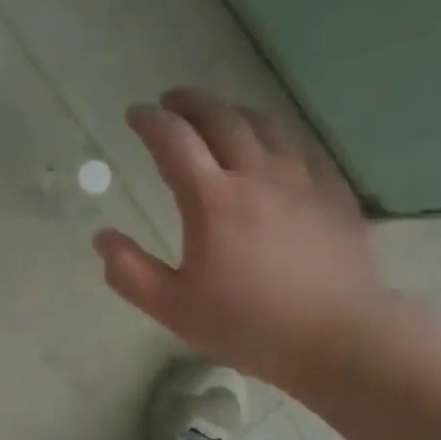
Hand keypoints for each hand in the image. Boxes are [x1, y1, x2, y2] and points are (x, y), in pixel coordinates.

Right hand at [94, 90, 398, 386]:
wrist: (337, 338)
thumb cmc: (248, 325)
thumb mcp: (174, 309)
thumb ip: (130, 272)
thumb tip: (103, 238)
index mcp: (212, 199)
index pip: (173, 140)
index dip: (150, 121)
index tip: (135, 115)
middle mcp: (257, 173)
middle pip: (220, 118)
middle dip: (190, 103)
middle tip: (171, 102)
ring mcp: (301, 178)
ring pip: (263, 124)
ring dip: (232, 112)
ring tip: (218, 117)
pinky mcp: (333, 191)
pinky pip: (300, 145)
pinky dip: (274, 135)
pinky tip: (273, 147)